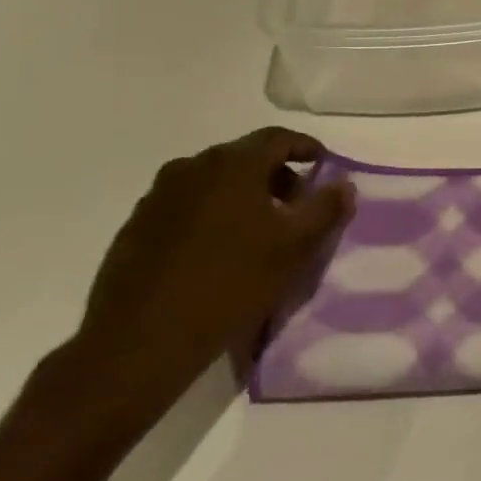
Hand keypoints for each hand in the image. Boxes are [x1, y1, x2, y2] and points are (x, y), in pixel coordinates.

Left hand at [69, 128, 355, 424]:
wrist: (139, 342)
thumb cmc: (230, 284)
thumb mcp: (295, 248)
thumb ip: (326, 209)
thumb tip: (344, 184)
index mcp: (232, 164)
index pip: (277, 138)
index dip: (305, 147)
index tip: (322, 164)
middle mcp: (192, 167)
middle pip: (244, 158)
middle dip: (275, 176)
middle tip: (295, 206)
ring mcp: (158, 196)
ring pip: (213, 183)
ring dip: (241, 196)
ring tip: (258, 232)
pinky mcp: (136, 227)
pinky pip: (185, 207)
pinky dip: (210, 216)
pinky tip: (217, 252)